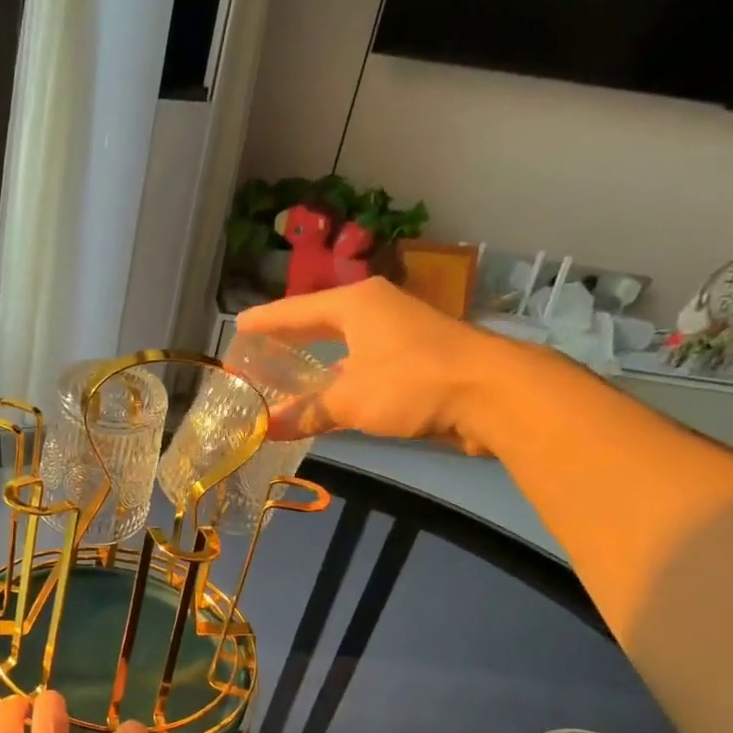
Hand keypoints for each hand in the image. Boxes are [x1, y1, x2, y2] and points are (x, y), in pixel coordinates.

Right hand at [235, 277, 499, 451]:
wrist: (493, 394)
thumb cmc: (412, 381)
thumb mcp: (350, 399)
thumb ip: (307, 412)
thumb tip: (265, 428)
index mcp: (356, 304)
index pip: (297, 310)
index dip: (266, 321)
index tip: (238, 327)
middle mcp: (375, 311)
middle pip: (320, 323)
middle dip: (290, 339)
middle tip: (257, 351)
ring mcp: (397, 335)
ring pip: (343, 348)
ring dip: (316, 365)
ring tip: (283, 379)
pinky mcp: (414, 361)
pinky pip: (362, 368)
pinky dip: (340, 382)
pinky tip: (325, 399)